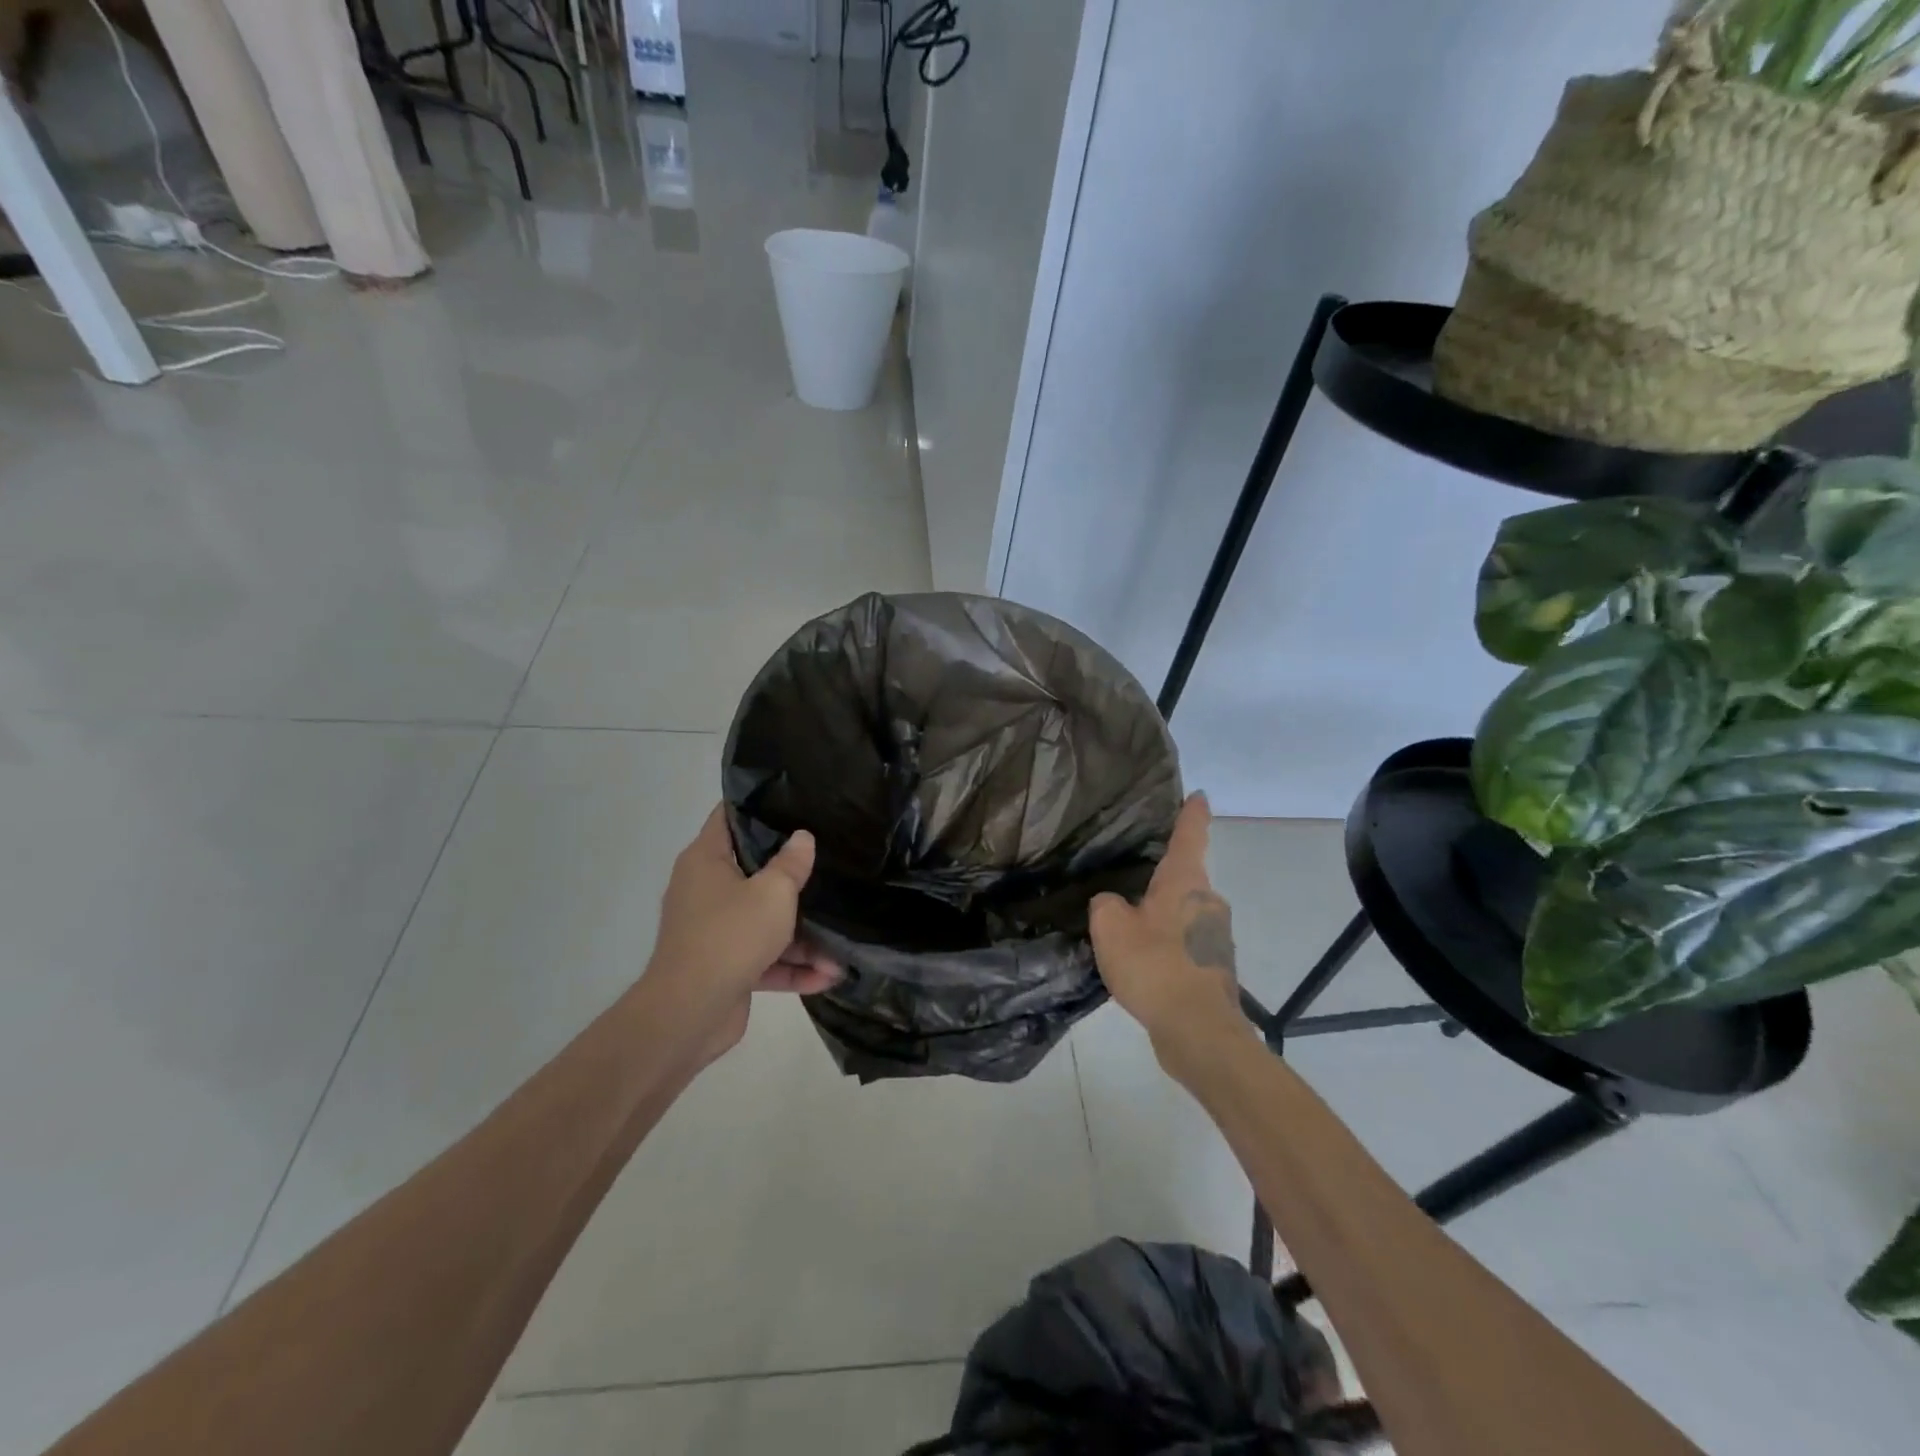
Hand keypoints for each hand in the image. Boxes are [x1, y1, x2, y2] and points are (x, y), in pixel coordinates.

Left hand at [647, 806, 840, 1065]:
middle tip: (829, 864)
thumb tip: (802, 838)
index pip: (728, 818)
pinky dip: (790, 967)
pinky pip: (763, 959)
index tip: (793, 803)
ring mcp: (713, 931)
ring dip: (802, 938)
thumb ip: (792, 863)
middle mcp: (705, 890)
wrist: (689, 1013)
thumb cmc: (730, 935)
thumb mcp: (773, 893)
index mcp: (706, 861)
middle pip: (753, 872)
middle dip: (793, 877)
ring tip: (841, 951)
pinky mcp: (724, 967)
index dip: (757, 806)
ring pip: (763, 922)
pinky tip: (828, 977)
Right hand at [1088, 792, 1252, 1071]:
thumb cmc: (1155, 966)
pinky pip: (1184, 943)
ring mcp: (1216, 936)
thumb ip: (1106, 904)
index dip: (1192, 813)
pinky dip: (1166, 946)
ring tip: (1129, 929)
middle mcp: (1208, 902)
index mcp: (1186, 882)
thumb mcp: (1111, 926)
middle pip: (1185, 878)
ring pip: (1184, 913)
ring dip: (1162, 916)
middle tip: (1131, 881)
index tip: (1199, 795)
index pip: (1190, 835)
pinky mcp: (1214, 967)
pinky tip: (1143, 964)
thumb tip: (1113, 903)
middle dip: (1163, 878)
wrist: (1198, 1030)